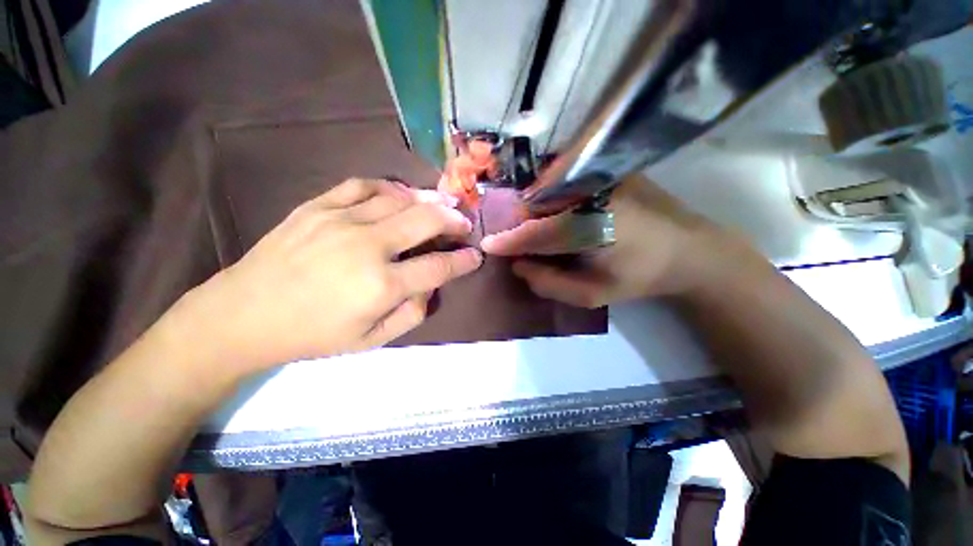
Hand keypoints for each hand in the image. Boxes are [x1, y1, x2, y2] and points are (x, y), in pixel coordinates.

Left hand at [188, 179, 481, 370]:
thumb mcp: (371, 340)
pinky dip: (389, 187)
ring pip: (399, 198)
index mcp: (380, 286)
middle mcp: (366, 247)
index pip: (438, 267)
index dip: (463, 261)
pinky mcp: (317, 207)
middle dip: (454, 220)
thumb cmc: (312, 334)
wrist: (244, 314)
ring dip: (429, 199)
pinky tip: (401, 194)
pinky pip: (362, 186)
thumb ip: (412, 313)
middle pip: (426, 221)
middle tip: (464, 222)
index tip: (474, 256)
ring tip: (444, 202)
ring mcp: (340, 221)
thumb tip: (431, 284)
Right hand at [481, 175, 740, 307]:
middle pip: (537, 204)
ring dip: (537, 208)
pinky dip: (553, 195)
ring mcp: (601, 175)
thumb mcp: (593, 294)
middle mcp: (591, 193)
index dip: (509, 240)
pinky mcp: (608, 169)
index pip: (535, 232)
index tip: (488, 245)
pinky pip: (564, 179)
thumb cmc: (640, 276)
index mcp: (589, 226)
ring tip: (546, 227)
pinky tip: (563, 211)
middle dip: (524, 222)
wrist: (690, 249)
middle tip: (525, 241)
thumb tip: (518, 265)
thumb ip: (550, 283)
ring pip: (548, 189)